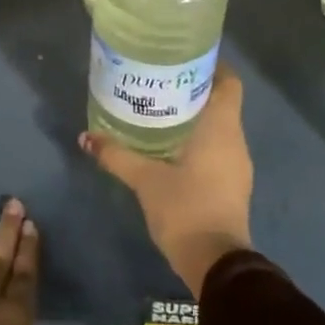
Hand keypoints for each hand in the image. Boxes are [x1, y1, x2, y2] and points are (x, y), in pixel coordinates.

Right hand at [80, 67, 253, 296]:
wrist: (215, 262)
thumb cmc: (185, 208)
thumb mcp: (145, 179)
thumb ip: (116, 155)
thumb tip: (86, 137)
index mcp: (222, 127)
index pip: (229, 81)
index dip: (211, 67)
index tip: (182, 61)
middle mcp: (235, 140)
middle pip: (221, 102)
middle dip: (192, 91)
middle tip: (159, 84)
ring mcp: (237, 165)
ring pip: (219, 128)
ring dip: (195, 118)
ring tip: (159, 112)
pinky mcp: (232, 185)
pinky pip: (217, 150)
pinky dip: (198, 142)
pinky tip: (170, 148)